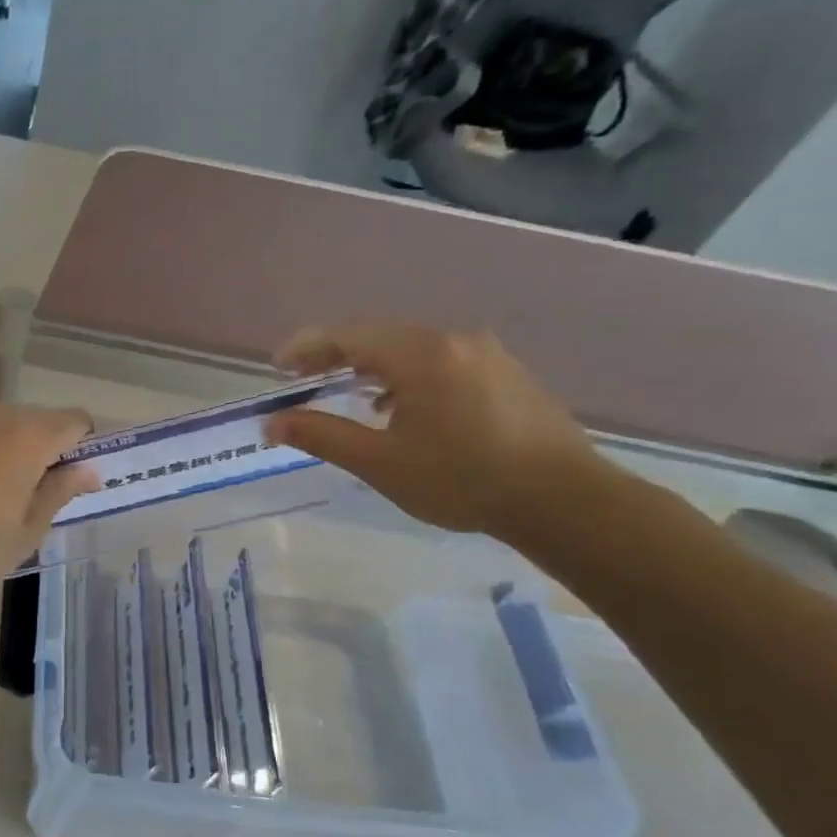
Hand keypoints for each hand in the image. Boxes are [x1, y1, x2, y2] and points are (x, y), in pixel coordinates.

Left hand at [0, 397, 97, 589]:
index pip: (75, 421)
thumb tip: (88, 471)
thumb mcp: (26, 532)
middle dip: (39, 448)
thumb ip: (60, 492)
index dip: (81, 447)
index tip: (69, 480)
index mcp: (28, 435)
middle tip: (23, 494)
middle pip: (33, 419)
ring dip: (0, 445)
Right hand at [264, 324, 606, 538]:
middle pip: (379, 336)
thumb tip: (272, 422)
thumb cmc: (462, 479)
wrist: (564, 500)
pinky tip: (403, 409)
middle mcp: (453, 340)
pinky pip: (440, 361)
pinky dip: (406, 376)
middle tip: (304, 380)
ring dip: (372, 367)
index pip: (348, 335)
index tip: (278, 368)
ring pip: (411, 349)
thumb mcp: (380, 462)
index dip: (306, 347)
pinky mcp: (506, 373)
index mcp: (420, 354)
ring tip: (348, 396)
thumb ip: (322, 435)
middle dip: (336, 356)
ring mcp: (486, 354)